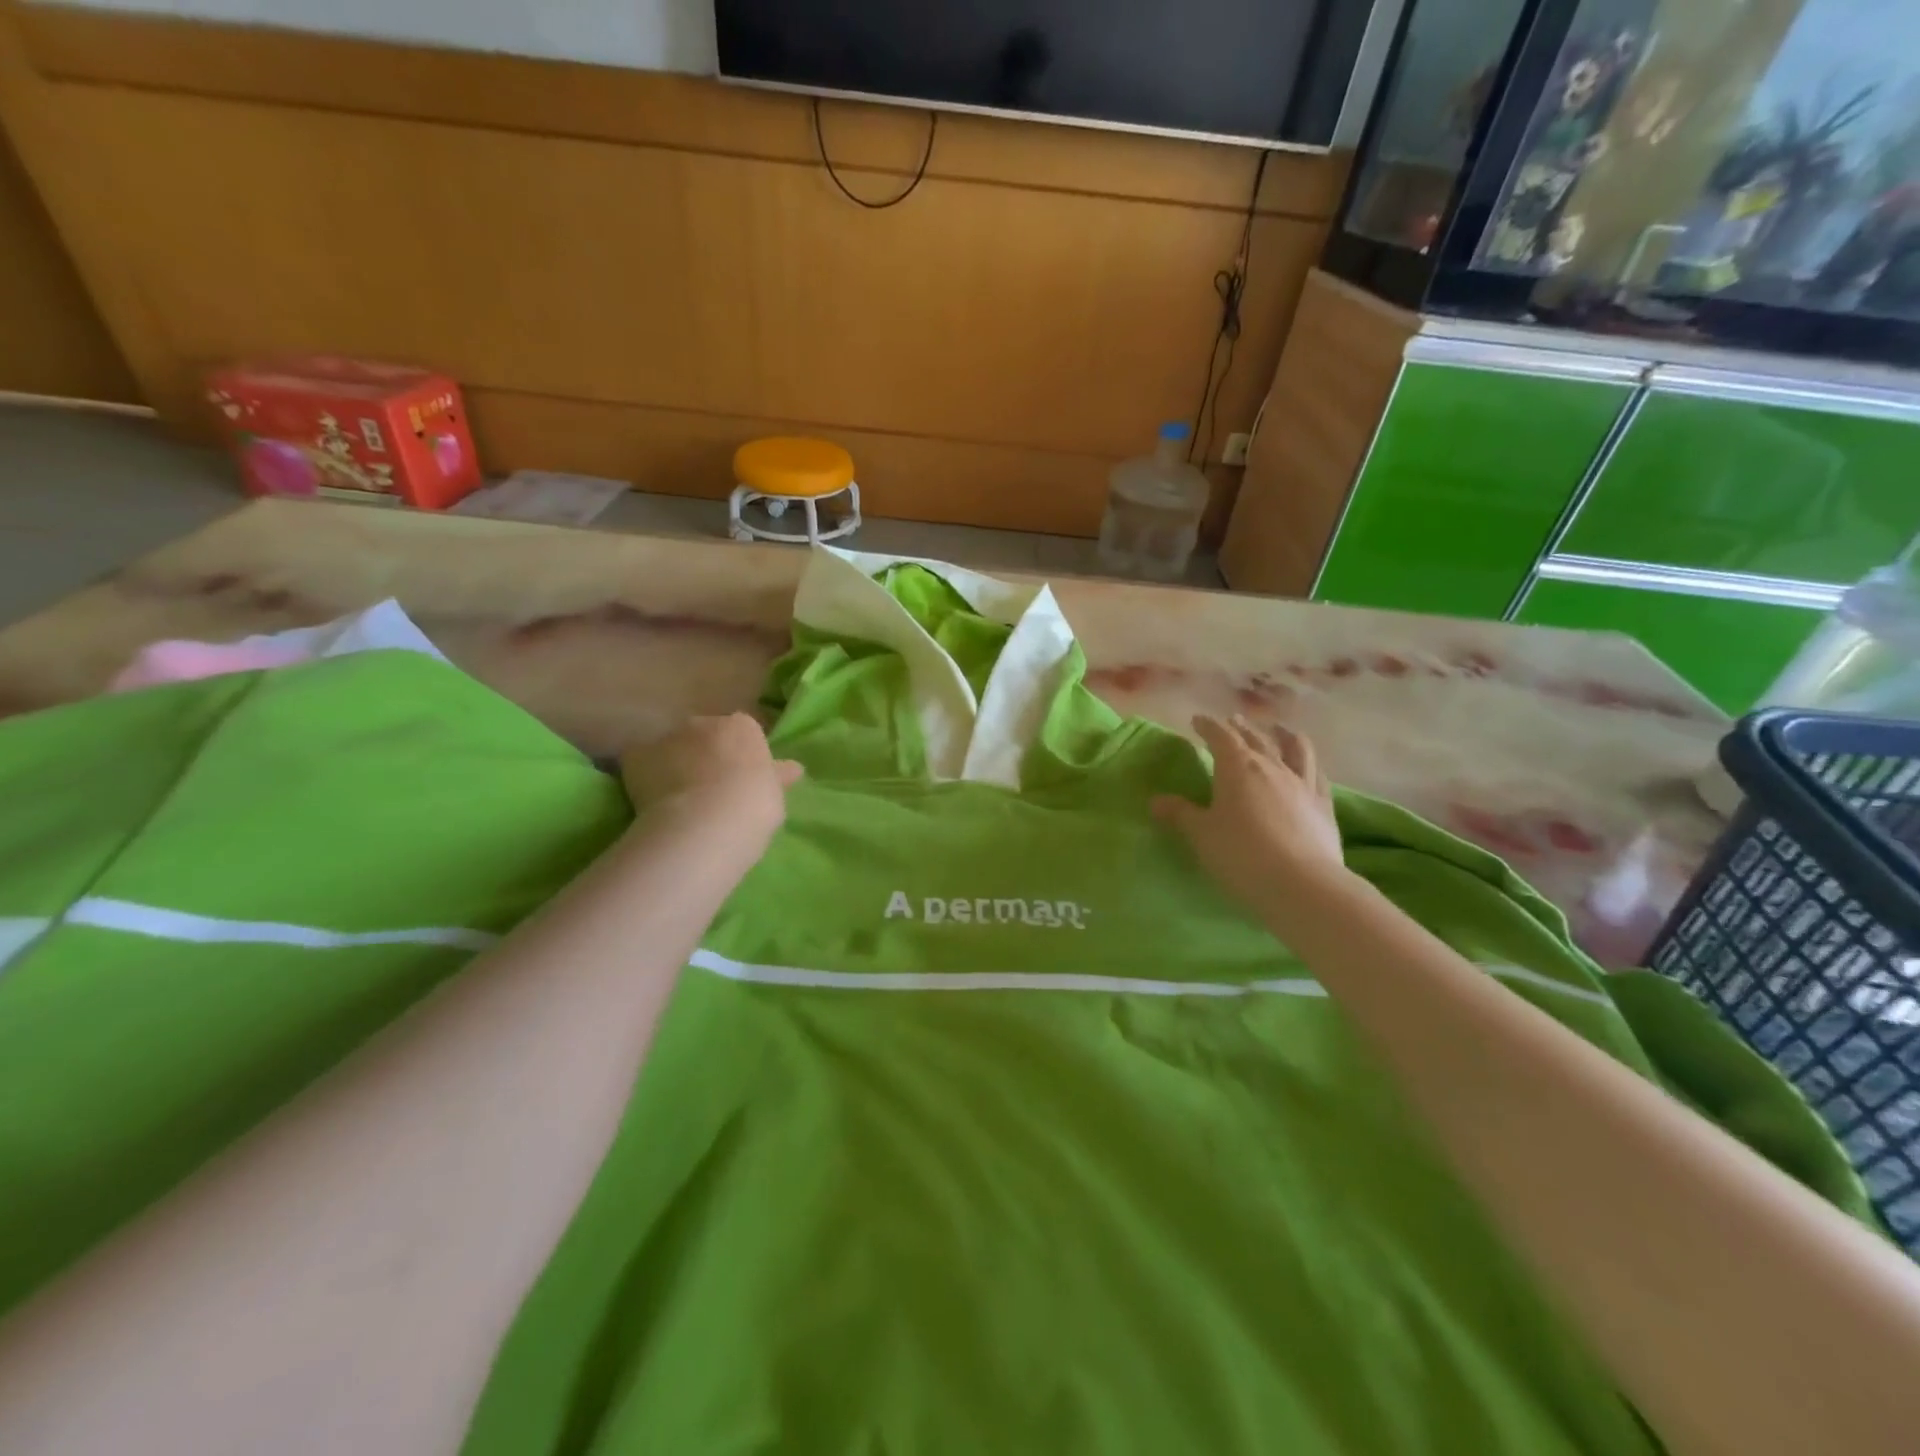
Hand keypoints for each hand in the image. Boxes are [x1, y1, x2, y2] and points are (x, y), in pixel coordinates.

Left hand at [620, 714, 801, 841]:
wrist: (706, 822)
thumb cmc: (754, 806)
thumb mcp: (775, 793)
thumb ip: (776, 776)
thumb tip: (793, 768)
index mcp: (743, 727)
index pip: (742, 732)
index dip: (740, 755)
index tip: (741, 779)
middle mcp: (704, 722)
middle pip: (704, 734)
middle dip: (705, 754)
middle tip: (710, 788)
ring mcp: (668, 737)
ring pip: (672, 748)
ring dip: (675, 764)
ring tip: (679, 799)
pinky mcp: (637, 757)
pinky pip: (642, 764)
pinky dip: (645, 777)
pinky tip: (652, 802)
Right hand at [1153, 716, 1346, 911]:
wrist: (1301, 884)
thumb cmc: (1241, 854)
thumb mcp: (1201, 835)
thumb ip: (1180, 814)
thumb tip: (1156, 801)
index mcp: (1237, 767)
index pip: (1220, 736)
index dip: (1208, 726)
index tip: (1198, 721)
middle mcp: (1271, 767)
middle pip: (1255, 738)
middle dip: (1241, 728)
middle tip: (1232, 721)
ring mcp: (1302, 784)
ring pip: (1294, 748)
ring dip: (1283, 734)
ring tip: (1277, 729)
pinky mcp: (1324, 805)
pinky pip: (1317, 774)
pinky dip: (1309, 763)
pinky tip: (1307, 766)